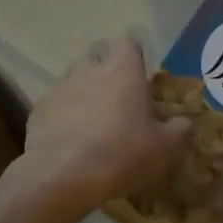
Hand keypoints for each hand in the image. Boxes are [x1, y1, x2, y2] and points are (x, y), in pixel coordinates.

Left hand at [15, 39, 191, 222]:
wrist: (62, 178)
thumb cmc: (122, 154)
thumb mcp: (165, 148)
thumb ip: (180, 130)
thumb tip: (185, 123)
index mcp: (123, 70)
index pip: (129, 44)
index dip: (136, 59)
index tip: (142, 81)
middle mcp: (89, 69)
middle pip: (97, 56)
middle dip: (107, 72)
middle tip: (119, 101)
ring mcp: (59, 88)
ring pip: (74, 79)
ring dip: (84, 93)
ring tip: (94, 123)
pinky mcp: (38, 110)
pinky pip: (55, 105)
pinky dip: (63, 116)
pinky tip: (70, 141)